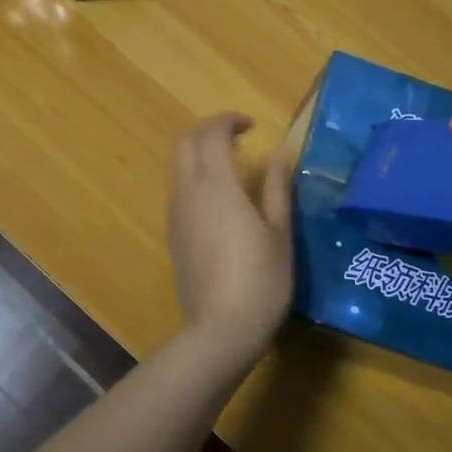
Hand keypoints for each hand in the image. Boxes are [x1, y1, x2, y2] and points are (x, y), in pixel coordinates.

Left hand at [167, 114, 293, 366]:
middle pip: (184, 143)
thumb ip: (276, 187)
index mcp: (216, 185)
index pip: (211, 134)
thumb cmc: (260, 279)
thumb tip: (279, 153)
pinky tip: (220, 201)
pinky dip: (195, 179)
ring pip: (178, 167)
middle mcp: (188, 192)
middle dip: (208, 131)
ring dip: (199, 155)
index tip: (252, 126)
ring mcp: (175, 215)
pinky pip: (178, 191)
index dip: (229, 121)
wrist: (220, 331)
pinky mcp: (172, 236)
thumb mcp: (279, 232)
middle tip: (238, 139)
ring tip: (232, 167)